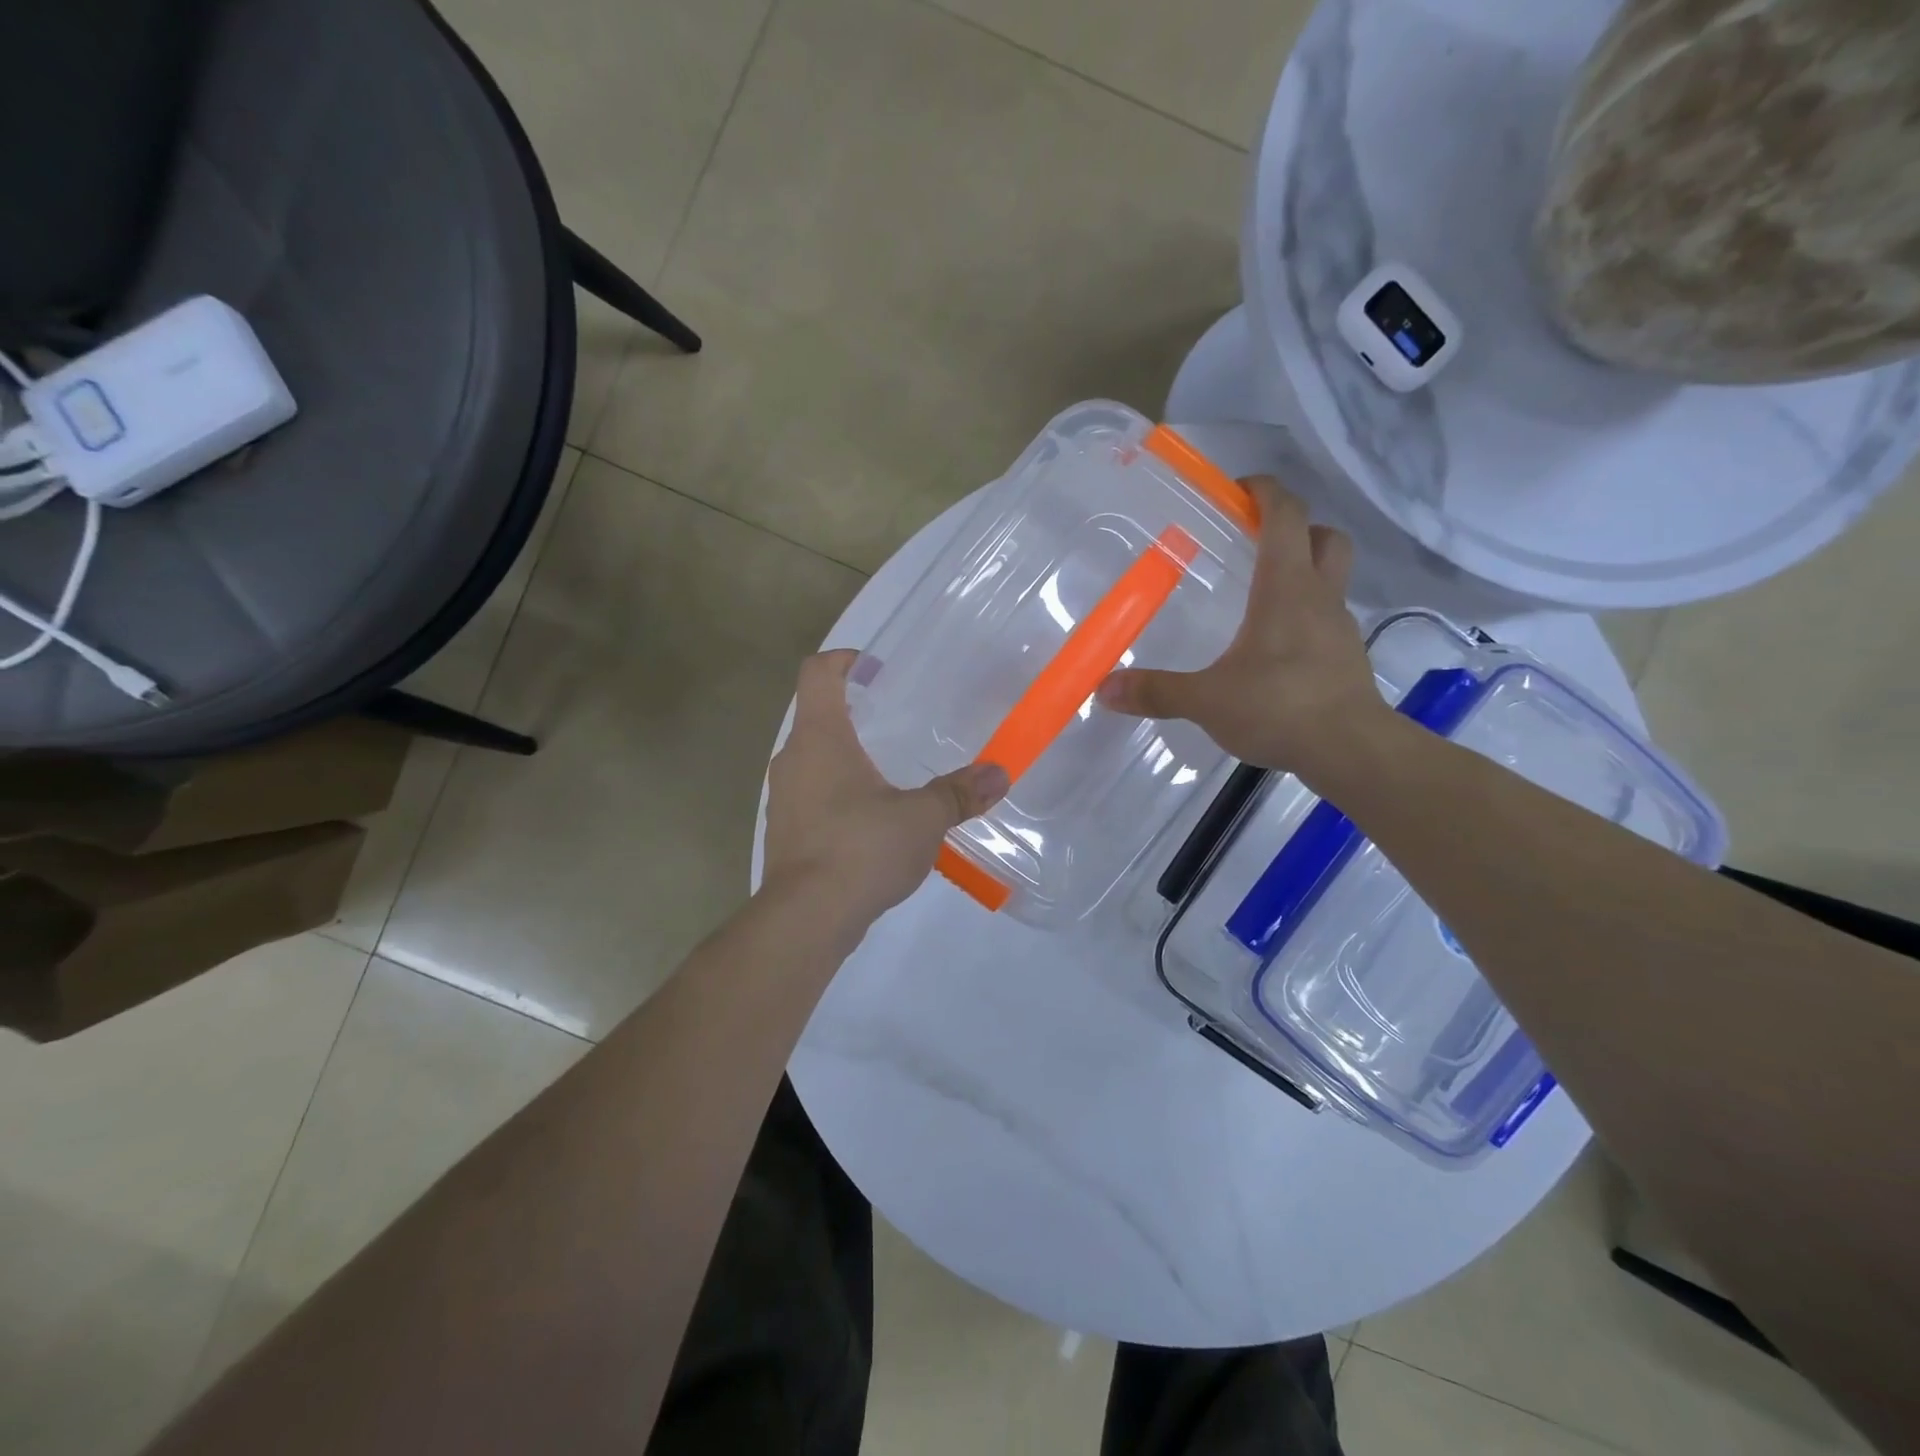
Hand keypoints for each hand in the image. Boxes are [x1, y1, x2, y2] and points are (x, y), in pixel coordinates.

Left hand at [763, 651, 1009, 927]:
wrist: (806, 919)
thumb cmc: (861, 849)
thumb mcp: (922, 818)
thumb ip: (959, 793)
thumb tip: (999, 774)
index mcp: (820, 737)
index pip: (818, 673)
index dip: (845, 660)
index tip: (877, 670)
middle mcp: (792, 758)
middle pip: (817, 714)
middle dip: (855, 711)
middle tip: (898, 720)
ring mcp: (783, 797)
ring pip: (814, 757)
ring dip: (847, 755)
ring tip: (891, 770)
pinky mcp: (786, 830)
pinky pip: (812, 794)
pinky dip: (839, 791)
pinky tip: (873, 817)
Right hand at [1096, 476, 1390, 782]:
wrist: (1351, 751)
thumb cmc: (1279, 707)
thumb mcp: (1206, 700)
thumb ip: (1156, 691)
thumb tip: (1104, 689)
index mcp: (1285, 588)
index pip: (1286, 515)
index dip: (1265, 492)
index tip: (1237, 490)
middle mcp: (1319, 596)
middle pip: (1324, 537)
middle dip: (1295, 528)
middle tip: (1256, 543)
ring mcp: (1338, 627)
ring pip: (1331, 577)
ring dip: (1304, 571)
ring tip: (1259, 596)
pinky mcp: (1346, 657)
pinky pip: (1327, 618)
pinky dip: (1305, 616)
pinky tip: (1275, 648)